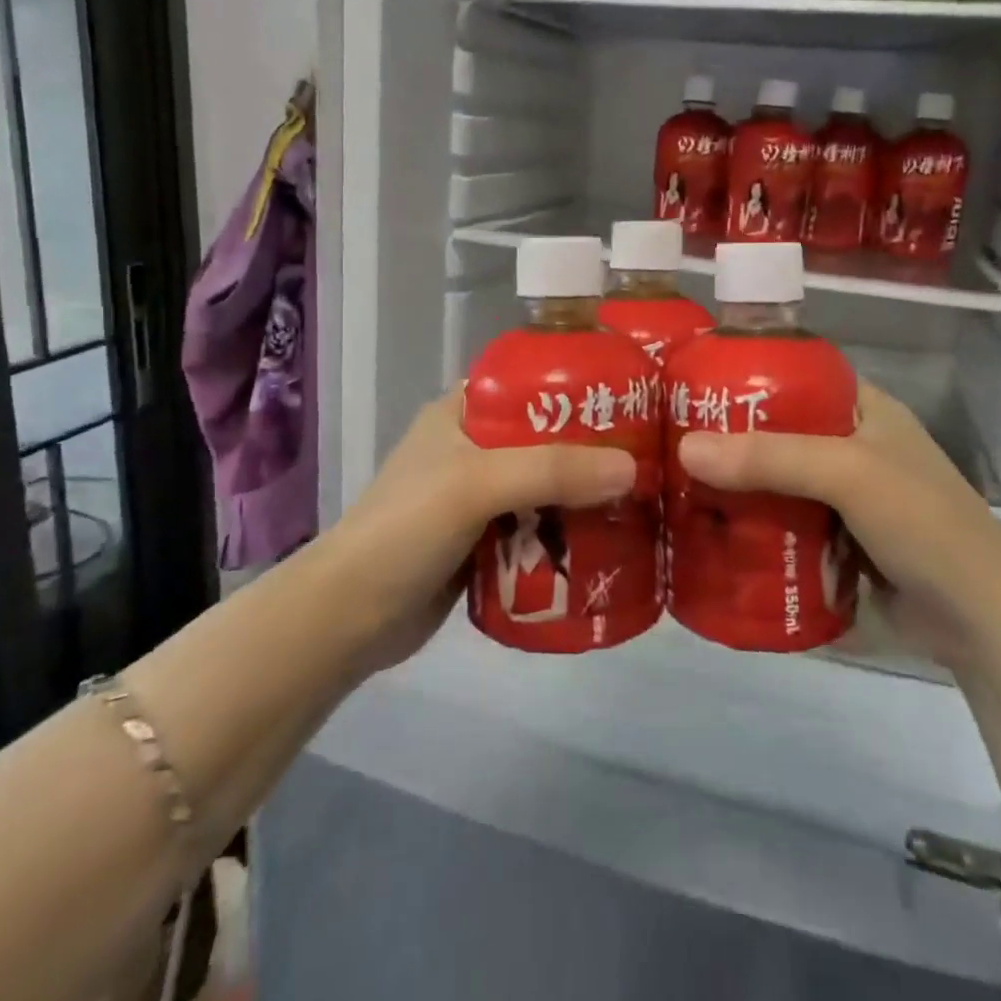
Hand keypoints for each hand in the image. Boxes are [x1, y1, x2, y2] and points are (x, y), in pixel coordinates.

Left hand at [318, 390, 636, 672]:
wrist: (349, 618)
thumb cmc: (405, 530)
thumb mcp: (475, 484)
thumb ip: (551, 471)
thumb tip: (632, 468)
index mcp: (462, 412)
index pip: (529, 382)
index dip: (578, 385)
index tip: (633, 396)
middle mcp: (474, 447)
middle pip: (547, 437)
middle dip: (593, 449)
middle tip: (651, 455)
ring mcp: (479, 497)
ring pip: (547, 485)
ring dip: (585, 495)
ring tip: (644, 498)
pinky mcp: (485, 541)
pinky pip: (539, 526)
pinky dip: (569, 532)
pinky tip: (610, 539)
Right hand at [676, 383, 1000, 664]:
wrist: (980, 621)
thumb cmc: (923, 524)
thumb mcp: (848, 474)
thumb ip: (770, 459)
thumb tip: (685, 449)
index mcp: (863, 410)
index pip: (795, 377)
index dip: (745, 377)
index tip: (690, 386)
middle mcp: (850, 446)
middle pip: (776, 433)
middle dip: (728, 440)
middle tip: (668, 442)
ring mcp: (843, 498)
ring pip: (775, 482)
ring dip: (735, 488)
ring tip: (672, 485)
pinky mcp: (836, 542)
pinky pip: (782, 524)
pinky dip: (751, 527)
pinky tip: (708, 530)